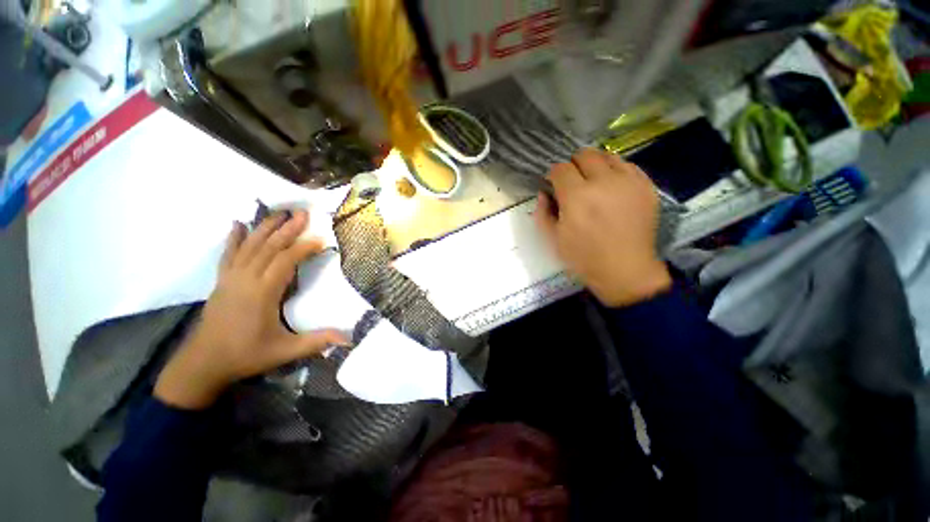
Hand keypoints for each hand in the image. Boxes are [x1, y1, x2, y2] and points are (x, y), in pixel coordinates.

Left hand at [155, 210, 349, 408]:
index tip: (321, 239)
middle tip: (303, 213)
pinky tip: (237, 225)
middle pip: (268, 247)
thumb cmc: (246, 355)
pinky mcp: (221, 281)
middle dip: (287, 229)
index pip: (285, 261)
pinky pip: (228, 254)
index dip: (304, 248)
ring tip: (279, 213)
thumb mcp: (284, 351)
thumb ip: (317, 342)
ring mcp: (230, 278)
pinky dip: (233, 238)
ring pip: (249, 246)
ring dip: (265, 228)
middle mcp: (246, 279)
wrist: (203, 363)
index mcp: (262, 293)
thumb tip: (349, 339)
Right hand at [535, 149, 671, 307]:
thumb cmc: (583, 258)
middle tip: (573, 183)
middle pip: (584, 155)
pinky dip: (615, 171)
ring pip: (607, 155)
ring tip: (593, 183)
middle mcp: (603, 182)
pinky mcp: (646, 186)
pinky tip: (612, 188)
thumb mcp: (553, 239)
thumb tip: (544, 193)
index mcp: (576, 197)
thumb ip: (542, 212)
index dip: (554, 175)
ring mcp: (628, 182)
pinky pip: (628, 165)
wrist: (625, 270)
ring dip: (595, 166)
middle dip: (573, 166)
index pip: (560, 168)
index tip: (554, 186)